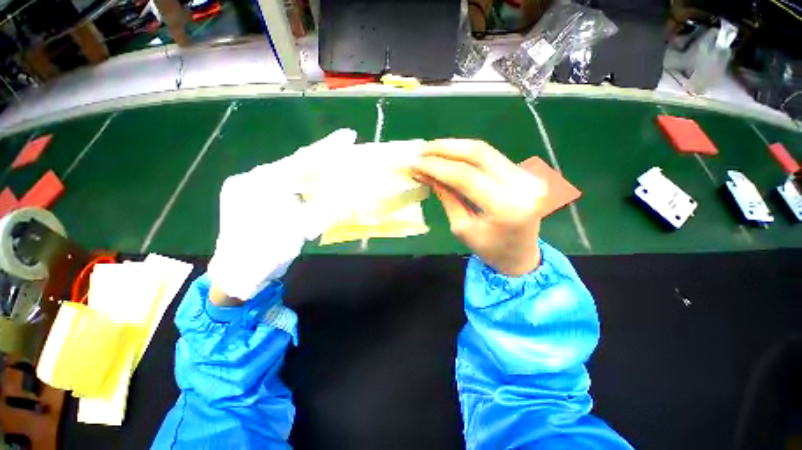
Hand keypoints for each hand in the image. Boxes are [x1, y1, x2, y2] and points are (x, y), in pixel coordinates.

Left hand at [207, 129, 357, 301]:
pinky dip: (296, 179)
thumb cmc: (268, 253)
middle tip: (342, 147)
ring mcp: (245, 185)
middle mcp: (252, 178)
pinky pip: (276, 180)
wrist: (236, 274)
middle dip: (320, 156)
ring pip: (285, 170)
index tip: (348, 135)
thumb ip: (327, 208)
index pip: (304, 160)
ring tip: (329, 163)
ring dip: (308, 168)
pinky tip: (307, 180)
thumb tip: (353, 193)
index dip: (329, 148)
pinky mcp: (244, 193)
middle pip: (294, 163)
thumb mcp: (302, 230)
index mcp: (264, 184)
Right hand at [413, 139, 546, 276]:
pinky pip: (491, 156)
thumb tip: (425, 173)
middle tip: (422, 149)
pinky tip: (450, 155)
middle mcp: (521, 185)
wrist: (521, 255)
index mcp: (506, 207)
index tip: (415, 163)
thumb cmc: (489, 249)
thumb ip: (446, 196)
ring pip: (485, 150)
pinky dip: (467, 154)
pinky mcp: (524, 172)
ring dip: (455, 147)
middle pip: (479, 154)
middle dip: (446, 148)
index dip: (438, 167)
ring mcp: (526, 176)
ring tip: (431, 149)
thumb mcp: (462, 227)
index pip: (466, 177)